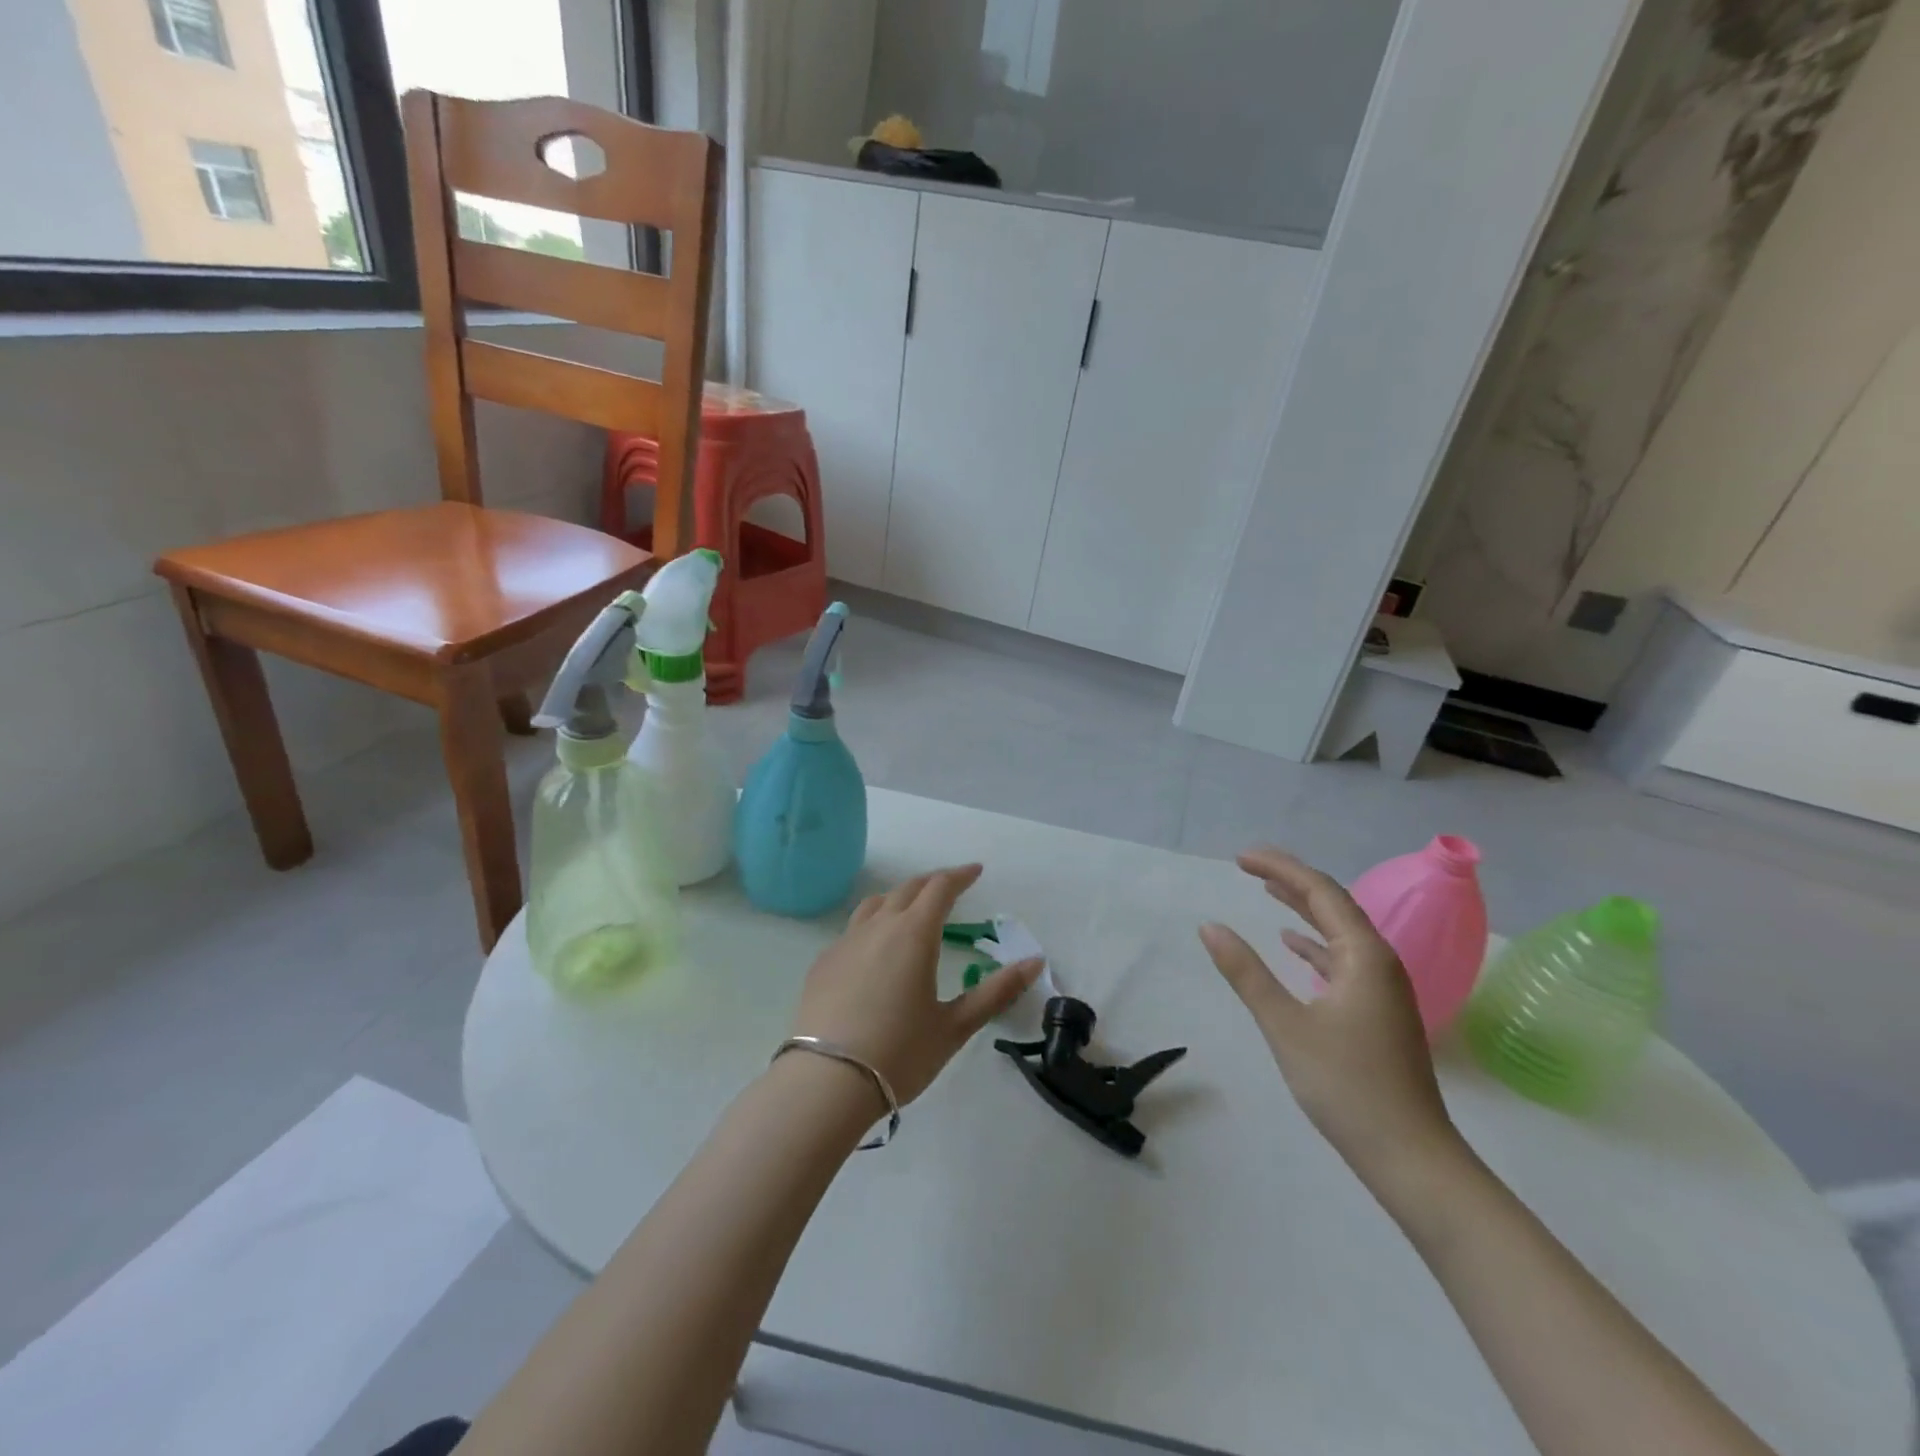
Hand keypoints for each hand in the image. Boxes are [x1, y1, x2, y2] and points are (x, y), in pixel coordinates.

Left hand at [791, 864, 1042, 1106]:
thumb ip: (996, 991)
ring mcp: (845, 942)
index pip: (940, 888)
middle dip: (932, 883)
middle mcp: (878, 926)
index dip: (960, 876)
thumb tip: (1036, 962)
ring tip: (911, 909)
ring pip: (875, 904)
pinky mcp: (823, 963)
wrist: (826, 1081)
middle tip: (949, 887)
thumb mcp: (955, 1026)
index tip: (975, 871)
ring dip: (899, 898)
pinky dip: (872, 926)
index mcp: (914, 933)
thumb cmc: (900, 1053)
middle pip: (907, 889)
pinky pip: (853, 930)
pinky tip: (874, 951)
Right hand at [1198, 847, 1460, 1183]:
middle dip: (1290, 881)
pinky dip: (1314, 944)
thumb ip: (1246, 972)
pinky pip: (1343, 959)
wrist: (1411, 1157)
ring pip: (1339, 932)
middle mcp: (1380, 962)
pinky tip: (1292, 945)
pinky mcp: (1378, 1012)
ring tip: (1267, 892)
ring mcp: (1382, 988)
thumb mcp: (1286, 1026)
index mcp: (1364, 956)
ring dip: (1302, 909)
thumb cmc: (1347, 1086)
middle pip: (1333, 905)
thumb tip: (1210, 927)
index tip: (1240, 858)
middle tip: (1248, 866)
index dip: (1280, 868)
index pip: (1320, 891)